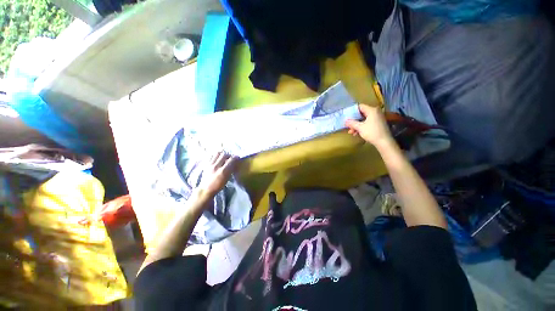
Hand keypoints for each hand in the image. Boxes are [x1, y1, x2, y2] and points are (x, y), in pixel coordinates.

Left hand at [198, 151, 238, 195]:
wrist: (206, 189)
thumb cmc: (218, 185)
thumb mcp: (227, 178)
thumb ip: (231, 170)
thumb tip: (235, 163)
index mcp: (223, 171)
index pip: (231, 160)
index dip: (236, 157)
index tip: (238, 158)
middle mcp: (216, 166)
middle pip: (224, 155)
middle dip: (229, 155)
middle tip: (231, 158)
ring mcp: (210, 164)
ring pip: (217, 153)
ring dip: (222, 154)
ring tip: (224, 158)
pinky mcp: (206, 164)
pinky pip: (211, 156)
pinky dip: (216, 156)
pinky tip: (217, 159)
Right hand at [345, 104, 393, 147]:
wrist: (384, 142)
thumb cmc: (372, 132)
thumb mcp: (360, 127)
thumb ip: (352, 123)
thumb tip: (345, 121)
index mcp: (372, 110)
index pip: (360, 107)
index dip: (352, 111)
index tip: (347, 116)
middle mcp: (375, 112)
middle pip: (361, 114)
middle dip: (354, 120)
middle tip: (348, 125)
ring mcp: (377, 118)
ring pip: (363, 119)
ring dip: (356, 125)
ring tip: (351, 132)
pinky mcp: (378, 124)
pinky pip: (367, 123)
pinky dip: (361, 127)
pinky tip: (356, 133)